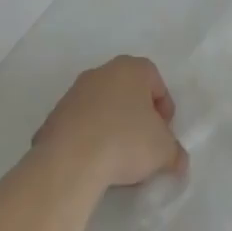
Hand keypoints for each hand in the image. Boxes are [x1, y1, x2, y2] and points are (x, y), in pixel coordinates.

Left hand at [32, 55, 186, 189]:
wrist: (70, 160)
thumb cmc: (125, 141)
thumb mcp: (164, 151)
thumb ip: (175, 152)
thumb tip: (177, 161)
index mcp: (132, 68)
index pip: (156, 82)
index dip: (165, 110)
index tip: (164, 136)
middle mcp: (102, 72)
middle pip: (128, 92)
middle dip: (137, 116)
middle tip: (143, 144)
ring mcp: (75, 92)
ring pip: (102, 107)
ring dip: (112, 126)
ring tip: (116, 158)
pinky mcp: (54, 115)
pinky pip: (81, 125)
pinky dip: (89, 138)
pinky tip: (93, 162)